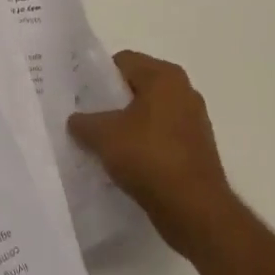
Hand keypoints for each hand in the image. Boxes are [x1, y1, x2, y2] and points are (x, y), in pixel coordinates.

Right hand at [68, 51, 232, 256]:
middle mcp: (184, 90)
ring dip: (129, 127)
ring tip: (105, 146)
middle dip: (113, 103)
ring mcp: (194, 121)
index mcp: (164, 76)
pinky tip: (128, 165)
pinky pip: (163, 138)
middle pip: (138, 87)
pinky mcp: (198, 150)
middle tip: (89, 120)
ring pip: (150, 114)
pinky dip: (146, 146)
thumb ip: (84, 122)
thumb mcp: (104, 136)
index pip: (123, 62)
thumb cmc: (150, 158)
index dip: (98, 77)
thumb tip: (75, 120)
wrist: (196, 212)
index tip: (82, 98)